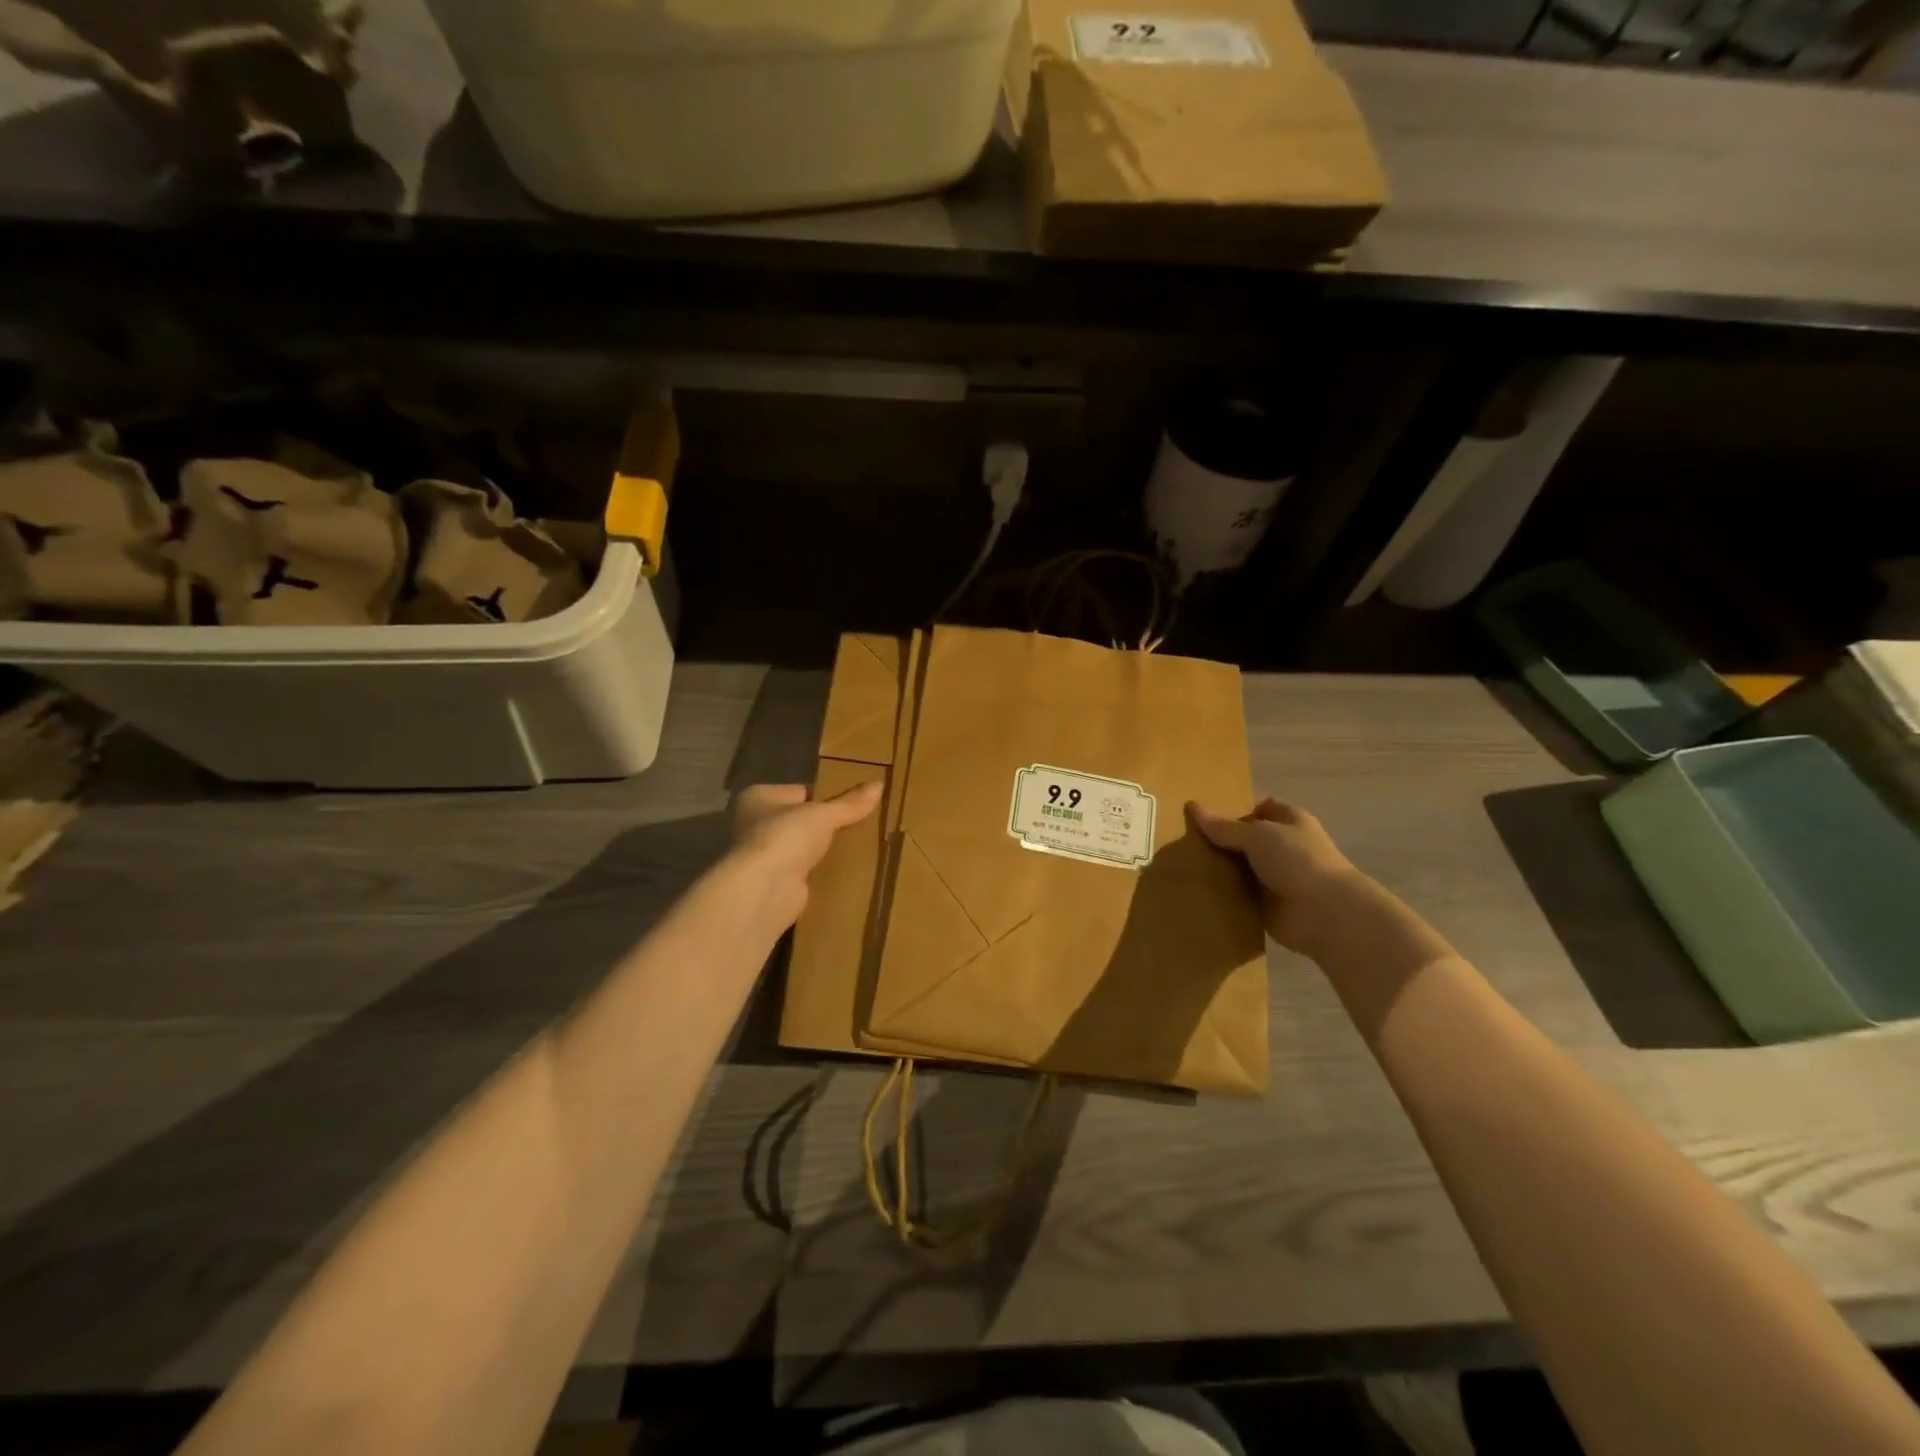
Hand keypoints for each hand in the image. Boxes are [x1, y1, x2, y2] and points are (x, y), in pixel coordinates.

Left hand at [731, 781, 882, 926]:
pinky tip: (846, 868)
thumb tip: (879, 785)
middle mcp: (754, 824)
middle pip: (801, 819)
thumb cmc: (786, 836)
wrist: (765, 889)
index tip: (854, 800)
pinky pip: (805, 869)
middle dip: (826, 823)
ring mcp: (763, 855)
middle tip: (862, 822)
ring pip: (803, 846)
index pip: (799, 791)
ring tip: (860, 844)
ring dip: (824, 848)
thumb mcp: (824, 814)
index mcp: (759, 797)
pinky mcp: (775, 881)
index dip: (826, 795)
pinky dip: (822, 870)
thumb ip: (850, 803)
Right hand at [1188, 796, 1368, 953]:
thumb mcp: (1257, 835)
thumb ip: (1224, 826)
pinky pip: (1237, 894)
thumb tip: (1193, 807)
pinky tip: (1192, 889)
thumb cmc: (1297, 860)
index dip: (1231, 806)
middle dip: (1218, 838)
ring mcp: (1274, 876)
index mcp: (1288, 820)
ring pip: (1238, 866)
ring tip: (1179, 862)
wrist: (1325, 913)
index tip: (1200, 810)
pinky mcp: (1265, 904)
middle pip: (1244, 838)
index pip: (1257, 806)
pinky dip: (1221, 893)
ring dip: (1217, 867)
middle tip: (1181, 836)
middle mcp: (1283, 846)